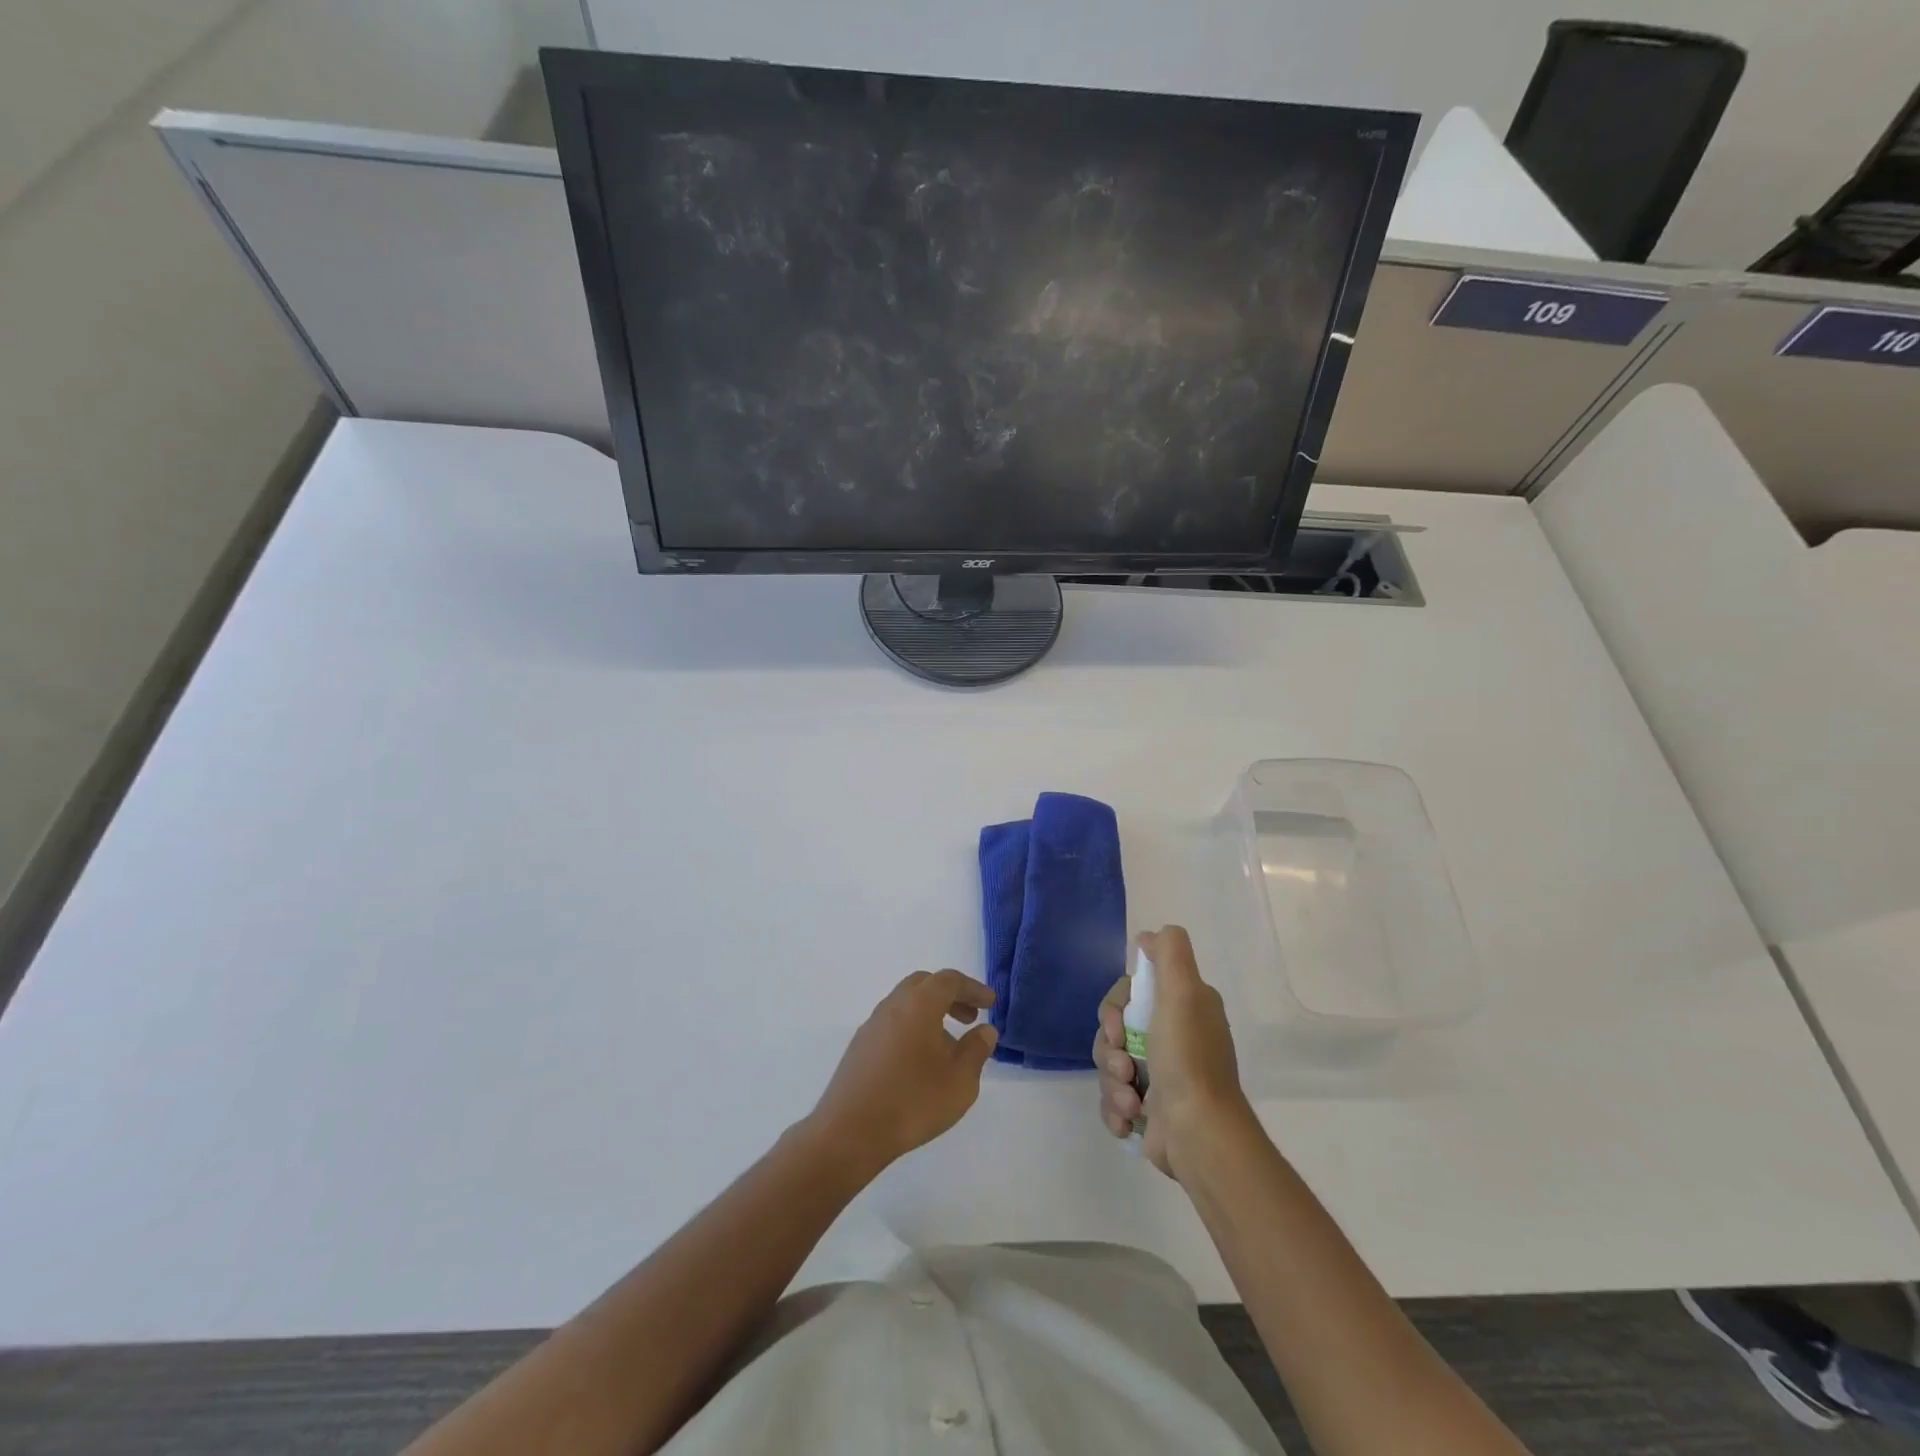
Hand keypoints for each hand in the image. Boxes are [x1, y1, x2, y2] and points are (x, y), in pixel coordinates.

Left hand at [809, 969, 998, 1177]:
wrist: (850, 1132)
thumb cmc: (912, 1101)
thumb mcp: (960, 1080)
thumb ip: (976, 1050)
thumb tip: (985, 1031)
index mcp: (919, 1004)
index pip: (949, 981)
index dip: (973, 989)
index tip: (990, 1004)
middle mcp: (893, 1005)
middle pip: (924, 985)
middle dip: (951, 996)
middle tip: (970, 1017)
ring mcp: (872, 1025)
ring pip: (906, 1004)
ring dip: (930, 1013)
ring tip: (949, 1044)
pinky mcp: (860, 1047)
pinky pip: (893, 1023)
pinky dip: (913, 1028)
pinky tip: (920, 1061)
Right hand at [1093, 926, 1251, 1177]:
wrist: (1199, 1135)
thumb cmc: (1188, 1059)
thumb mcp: (1184, 992)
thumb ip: (1170, 953)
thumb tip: (1149, 936)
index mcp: (1183, 1008)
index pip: (1129, 994)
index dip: (1114, 1010)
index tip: (1118, 1027)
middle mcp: (1172, 1037)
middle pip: (1113, 1030)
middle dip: (1108, 1051)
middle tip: (1123, 1067)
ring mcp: (1160, 1075)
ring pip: (1110, 1065)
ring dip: (1112, 1083)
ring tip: (1130, 1102)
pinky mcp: (1149, 1109)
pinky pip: (1113, 1098)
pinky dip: (1115, 1110)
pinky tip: (1128, 1120)